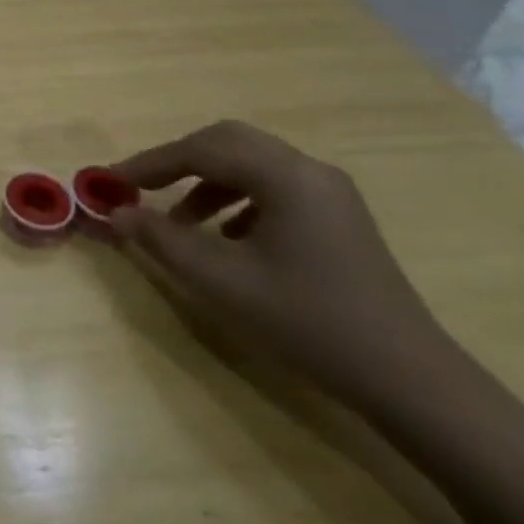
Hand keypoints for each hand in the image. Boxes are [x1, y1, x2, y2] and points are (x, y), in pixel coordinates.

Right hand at [105, 120, 453, 403]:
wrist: (411, 381)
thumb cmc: (309, 323)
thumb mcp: (222, 282)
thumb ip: (162, 240)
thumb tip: (117, 213)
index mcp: (285, 176)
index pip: (201, 149)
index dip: (150, 162)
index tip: (112, 182)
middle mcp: (309, 170)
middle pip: (228, 142)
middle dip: (178, 161)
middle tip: (142, 188)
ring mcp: (330, 193)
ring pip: (251, 164)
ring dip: (207, 182)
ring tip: (180, 222)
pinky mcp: (339, 217)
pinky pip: (274, 187)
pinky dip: (237, 200)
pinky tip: (227, 238)